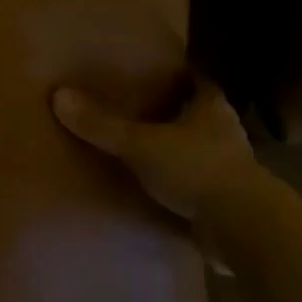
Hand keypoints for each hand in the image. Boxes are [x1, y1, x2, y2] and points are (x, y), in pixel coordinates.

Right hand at [51, 76, 256, 221]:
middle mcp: (226, 131)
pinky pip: (204, 186)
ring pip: (204, 150)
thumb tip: (58, 95)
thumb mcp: (142, 144)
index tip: (157, 74)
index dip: (180, 77)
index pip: (197, 81)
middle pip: (201, 115)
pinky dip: (188, 186)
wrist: (243, 227)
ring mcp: (233, 168)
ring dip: (184, 152)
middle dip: (178, 115)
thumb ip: (103, 125)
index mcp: (212, 106)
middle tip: (146, 112)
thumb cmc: (197, 169)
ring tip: (151, 152)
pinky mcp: (232, 202)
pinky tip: (166, 192)